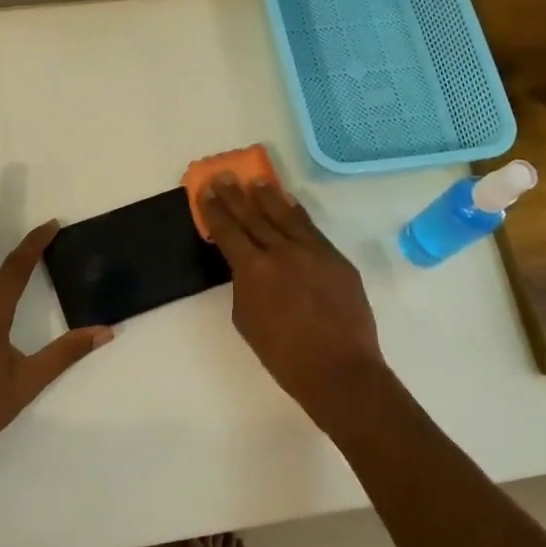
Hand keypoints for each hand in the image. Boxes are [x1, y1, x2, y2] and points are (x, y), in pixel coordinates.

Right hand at [199, 176, 387, 421]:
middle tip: (225, 176)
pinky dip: (297, 214)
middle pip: (254, 216)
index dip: (215, 210)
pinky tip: (289, 203)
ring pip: (285, 216)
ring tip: (256, 181)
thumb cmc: (284, 356)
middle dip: (236, 196)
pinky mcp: (336, 258)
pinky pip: (311, 228)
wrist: (339, 370)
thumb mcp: (247, 320)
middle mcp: (281, 251)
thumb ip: (244, 285)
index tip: (206, 190)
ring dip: (268, 197)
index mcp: (253, 270)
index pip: (228, 231)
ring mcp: (312, 251)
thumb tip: (249, 266)